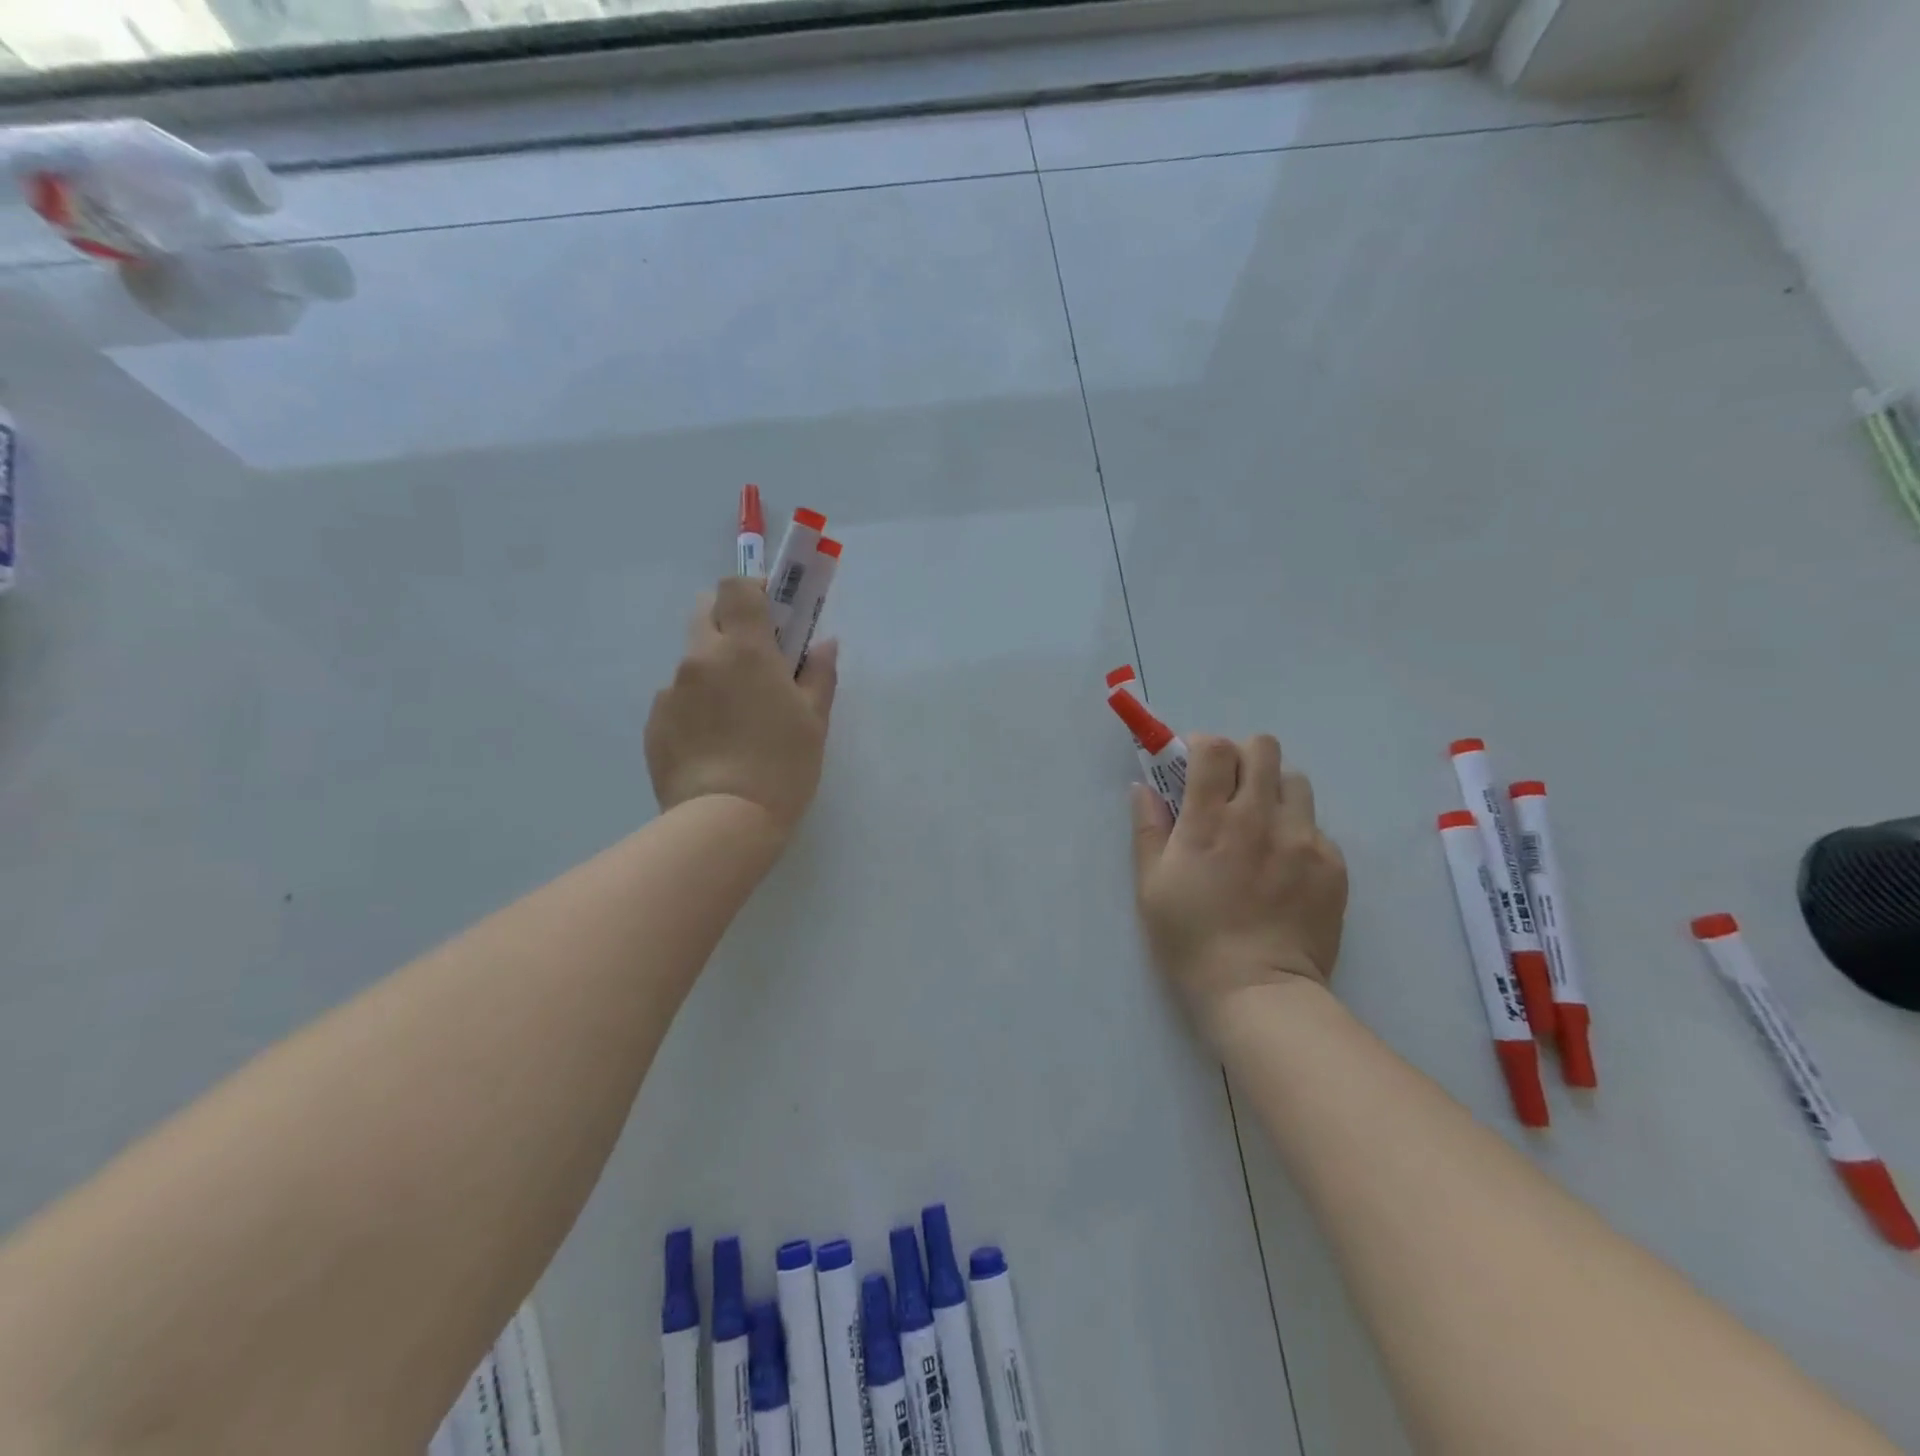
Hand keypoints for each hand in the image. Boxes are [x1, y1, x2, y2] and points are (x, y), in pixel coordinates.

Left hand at [645, 578, 838, 836]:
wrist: (724, 821)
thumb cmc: (782, 765)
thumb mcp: (814, 720)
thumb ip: (819, 673)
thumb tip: (824, 643)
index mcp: (744, 649)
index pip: (735, 587)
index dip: (752, 591)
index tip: (771, 614)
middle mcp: (700, 658)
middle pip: (705, 613)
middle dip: (728, 623)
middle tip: (755, 660)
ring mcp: (671, 690)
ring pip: (692, 662)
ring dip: (713, 672)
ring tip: (735, 719)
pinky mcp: (654, 723)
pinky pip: (677, 699)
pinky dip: (696, 708)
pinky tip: (714, 745)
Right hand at [1131, 734, 1347, 1033]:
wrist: (1258, 991)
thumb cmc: (1191, 939)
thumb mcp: (1151, 886)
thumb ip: (1148, 829)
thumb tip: (1143, 789)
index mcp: (1209, 821)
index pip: (1214, 748)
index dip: (1202, 746)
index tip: (1194, 765)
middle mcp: (1259, 818)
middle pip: (1262, 748)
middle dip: (1242, 758)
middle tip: (1230, 789)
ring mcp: (1302, 839)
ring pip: (1295, 781)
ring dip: (1274, 791)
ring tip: (1262, 825)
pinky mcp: (1332, 864)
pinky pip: (1316, 827)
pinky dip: (1296, 834)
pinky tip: (1283, 868)